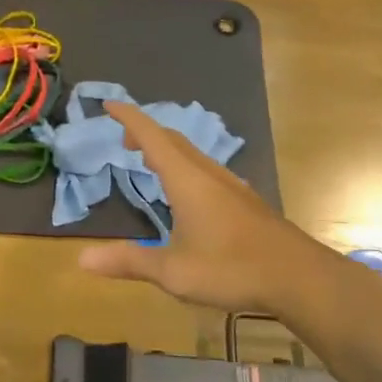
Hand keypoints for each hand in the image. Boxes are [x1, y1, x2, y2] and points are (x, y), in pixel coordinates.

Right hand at [77, 102, 376, 321]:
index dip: (128, 117)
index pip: (151, 136)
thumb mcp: (173, 271)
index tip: (108, 103)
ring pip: (193, 154)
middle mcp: (209, 174)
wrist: (300, 277)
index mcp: (187, 180)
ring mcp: (232, 185)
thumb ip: (129, 261)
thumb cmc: (232, 269)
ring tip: (150, 161)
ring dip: (167, 149)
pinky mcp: (246, 200)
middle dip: (145, 133)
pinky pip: (207, 169)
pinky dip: (185, 166)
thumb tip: (82, 259)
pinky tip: (189, 191)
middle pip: (173, 140)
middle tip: (123, 140)